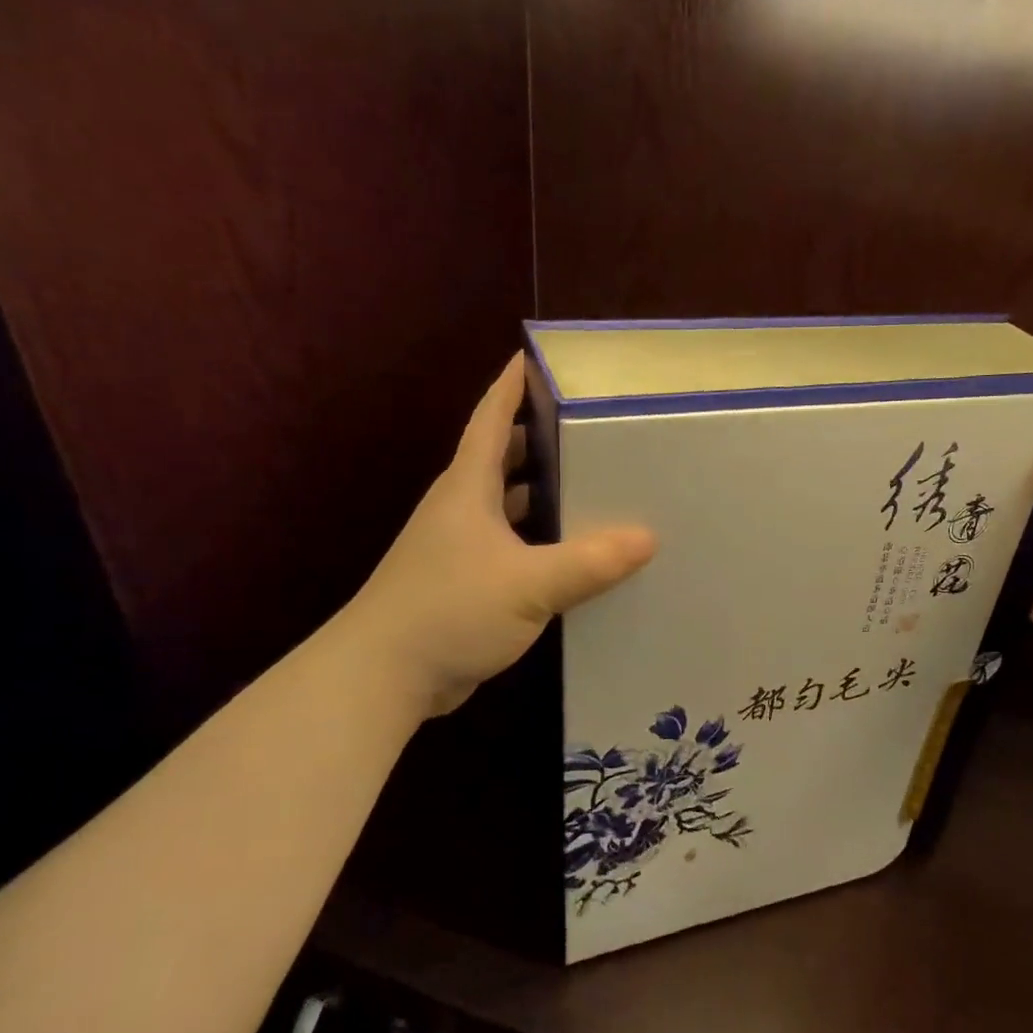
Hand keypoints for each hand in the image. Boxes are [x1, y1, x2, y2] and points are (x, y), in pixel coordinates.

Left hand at [349, 356, 656, 716]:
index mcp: (468, 489)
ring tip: (592, 482)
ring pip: (507, 504)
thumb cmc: (450, 610)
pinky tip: (572, 551)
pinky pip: (510, 545)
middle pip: (501, 457)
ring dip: (541, 492)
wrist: (384, 676)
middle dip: (540, 438)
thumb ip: (589, 561)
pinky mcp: (465, 582)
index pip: (491, 419)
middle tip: (589, 426)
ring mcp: (459, 547)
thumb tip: (648, 537)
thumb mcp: (528, 584)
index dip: (513, 386)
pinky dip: (538, 539)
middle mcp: (461, 509)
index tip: (537, 357)